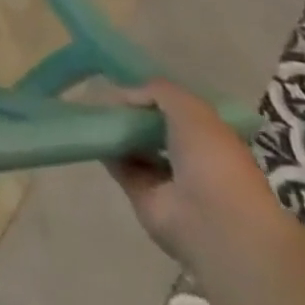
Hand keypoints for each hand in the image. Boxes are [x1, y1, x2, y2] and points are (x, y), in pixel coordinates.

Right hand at [106, 81, 287, 270]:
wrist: (212, 223)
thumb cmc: (212, 160)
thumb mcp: (191, 109)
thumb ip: (159, 91)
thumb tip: (127, 94)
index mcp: (214, 138)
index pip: (183, 111)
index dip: (159, 95)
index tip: (132, 81)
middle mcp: (193, 158)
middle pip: (157, 128)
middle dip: (135, 112)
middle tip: (107, 93)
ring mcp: (168, 180)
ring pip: (138, 146)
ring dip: (118, 130)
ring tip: (93, 108)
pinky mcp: (144, 195)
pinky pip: (121, 166)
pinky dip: (106, 150)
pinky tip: (90, 130)